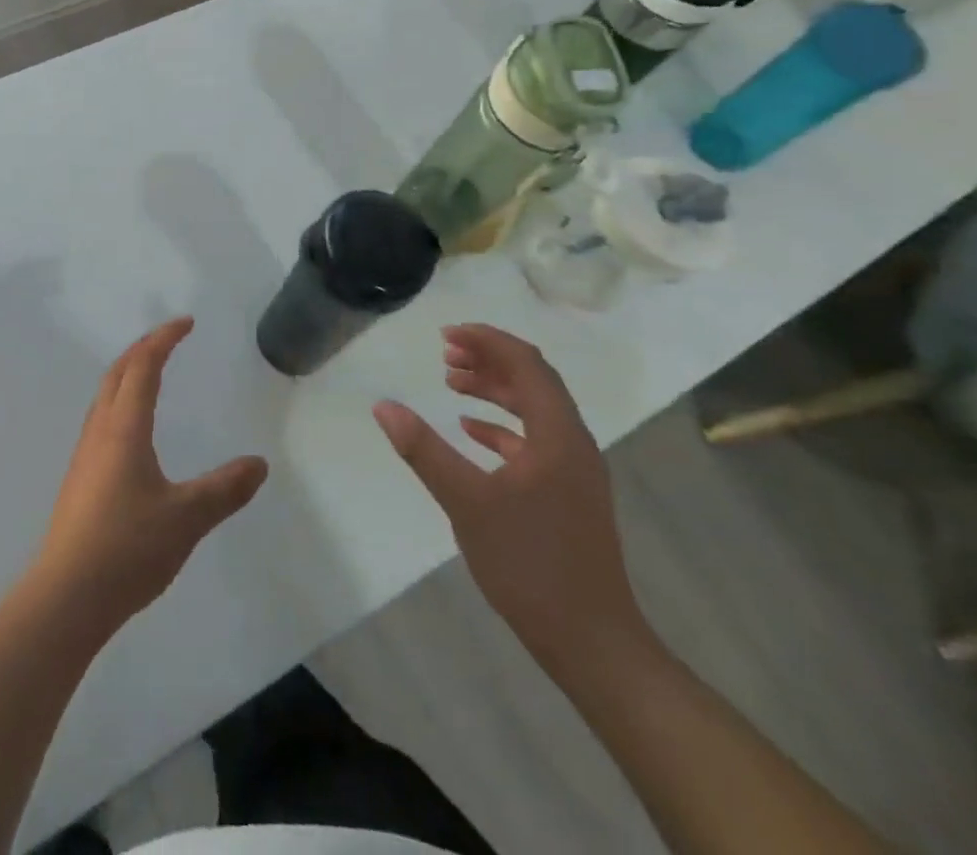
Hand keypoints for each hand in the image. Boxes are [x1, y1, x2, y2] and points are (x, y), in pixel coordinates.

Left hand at [32, 318, 268, 638]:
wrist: (67, 595)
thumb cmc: (128, 547)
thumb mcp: (187, 517)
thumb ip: (224, 489)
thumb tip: (258, 464)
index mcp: (124, 428)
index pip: (143, 366)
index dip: (164, 339)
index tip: (186, 323)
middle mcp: (100, 431)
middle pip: (117, 373)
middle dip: (143, 348)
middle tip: (169, 339)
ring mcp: (85, 455)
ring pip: (104, 396)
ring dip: (127, 374)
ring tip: (151, 375)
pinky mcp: (79, 479)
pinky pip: (101, 420)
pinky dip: (119, 402)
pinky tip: (131, 432)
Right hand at [373, 324, 647, 670]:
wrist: (593, 642)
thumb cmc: (530, 564)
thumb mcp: (466, 502)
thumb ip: (424, 450)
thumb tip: (383, 406)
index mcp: (558, 435)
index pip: (527, 364)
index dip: (487, 341)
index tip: (446, 334)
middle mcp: (573, 443)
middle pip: (533, 381)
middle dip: (489, 359)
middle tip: (444, 353)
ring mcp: (574, 471)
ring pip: (534, 409)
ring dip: (494, 389)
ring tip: (452, 382)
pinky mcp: (567, 494)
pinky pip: (534, 439)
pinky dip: (501, 425)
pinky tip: (470, 430)